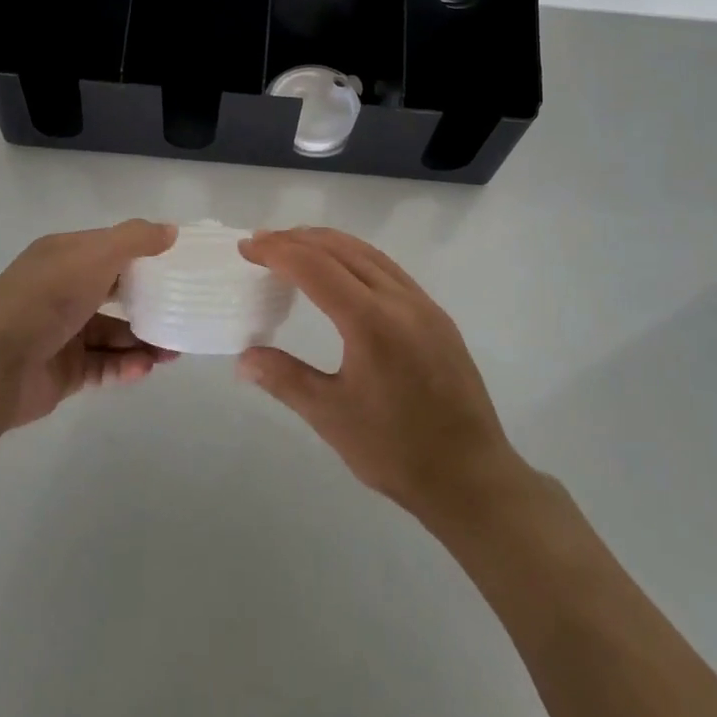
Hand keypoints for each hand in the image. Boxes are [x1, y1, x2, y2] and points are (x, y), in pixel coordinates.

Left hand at [0, 220, 177, 428]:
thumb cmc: (46, 297)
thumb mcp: (95, 254)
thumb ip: (135, 239)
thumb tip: (172, 230)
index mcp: (65, 256)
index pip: (110, 249)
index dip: (143, 254)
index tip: (178, 264)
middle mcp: (62, 291)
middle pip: (114, 293)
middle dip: (149, 302)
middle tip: (181, 312)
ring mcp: (61, 333)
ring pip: (111, 334)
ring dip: (142, 340)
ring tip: (173, 352)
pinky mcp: (62, 372)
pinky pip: (101, 366)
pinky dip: (124, 366)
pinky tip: (145, 369)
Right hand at [237, 227, 529, 523]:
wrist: (472, 477)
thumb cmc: (396, 451)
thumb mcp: (331, 417)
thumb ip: (285, 378)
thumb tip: (244, 358)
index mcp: (371, 321)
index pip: (315, 266)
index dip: (277, 251)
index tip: (247, 247)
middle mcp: (400, 300)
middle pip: (341, 249)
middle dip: (298, 239)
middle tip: (262, 243)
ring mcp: (423, 304)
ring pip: (368, 254)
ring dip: (328, 243)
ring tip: (295, 247)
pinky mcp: (437, 316)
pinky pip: (389, 269)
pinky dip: (355, 258)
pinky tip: (342, 272)